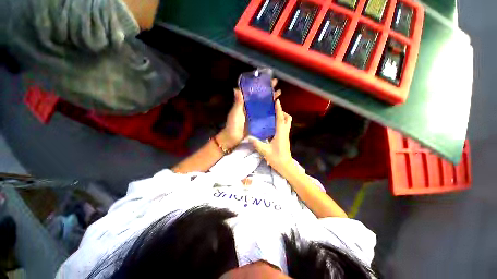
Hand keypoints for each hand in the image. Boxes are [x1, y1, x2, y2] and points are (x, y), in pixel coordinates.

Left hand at [218, 79, 279, 149]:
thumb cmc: (233, 125)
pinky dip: (270, 111)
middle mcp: (250, 107)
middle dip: (267, 91)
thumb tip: (236, 89)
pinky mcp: (258, 121)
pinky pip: (265, 115)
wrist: (233, 138)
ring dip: (270, 99)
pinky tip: (277, 108)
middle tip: (276, 85)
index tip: (266, 80)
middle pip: (260, 97)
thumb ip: (238, 102)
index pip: (253, 92)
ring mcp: (255, 114)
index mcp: (244, 104)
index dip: (259, 86)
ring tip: (278, 93)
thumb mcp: (235, 113)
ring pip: (264, 105)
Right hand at [249, 99, 292, 172]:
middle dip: (282, 112)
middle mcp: (285, 132)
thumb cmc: (277, 158)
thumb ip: (257, 143)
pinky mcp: (285, 138)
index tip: (277, 101)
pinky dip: (280, 123)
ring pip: (287, 123)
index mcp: (281, 133)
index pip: (280, 118)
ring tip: (272, 116)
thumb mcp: (265, 151)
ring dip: (282, 117)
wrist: (286, 166)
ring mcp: (286, 135)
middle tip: (273, 111)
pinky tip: (272, 126)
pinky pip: (284, 127)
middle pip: (287, 118)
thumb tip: (249, 137)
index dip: (279, 109)